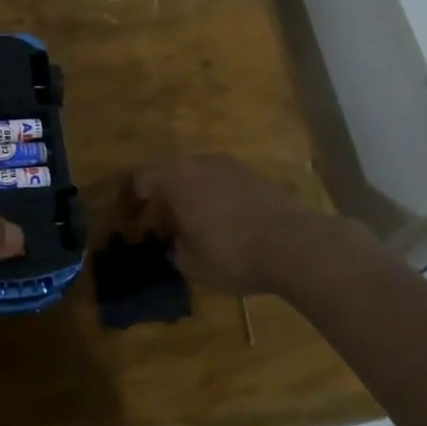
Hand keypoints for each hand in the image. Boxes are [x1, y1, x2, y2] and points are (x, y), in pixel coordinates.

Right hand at [126, 152, 315, 296]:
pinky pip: (221, 182)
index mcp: (176, 177)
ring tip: (191, 227)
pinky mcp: (256, 176)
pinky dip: (213, 198)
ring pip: (197, 176)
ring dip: (188, 197)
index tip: (131, 223)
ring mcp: (231, 165)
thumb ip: (175, 249)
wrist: (295, 244)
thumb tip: (177, 243)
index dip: (131, 200)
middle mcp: (200, 162)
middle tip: (159, 228)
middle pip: (169, 173)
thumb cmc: (232, 253)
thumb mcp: (191, 263)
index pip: (140, 177)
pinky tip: (221, 224)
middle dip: (161, 199)